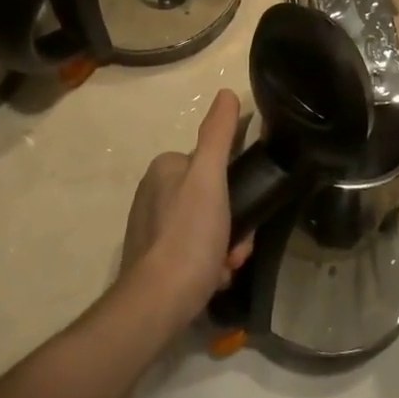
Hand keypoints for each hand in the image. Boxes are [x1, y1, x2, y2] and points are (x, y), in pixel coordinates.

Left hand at [120, 90, 251, 320]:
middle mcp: (154, 193)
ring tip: (227, 266)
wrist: (156, 305)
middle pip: (212, 198)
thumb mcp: (210, 178)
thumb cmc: (187, 236)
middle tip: (238, 247)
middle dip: (233, 223)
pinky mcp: (154, 260)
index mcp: (165, 168)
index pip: (212, 163)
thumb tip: (226, 92)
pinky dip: (209, 264)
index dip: (236, 186)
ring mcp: (152, 228)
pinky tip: (214, 279)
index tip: (246, 210)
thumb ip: (218, 135)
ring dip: (226, 246)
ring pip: (207, 227)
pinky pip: (194, 252)